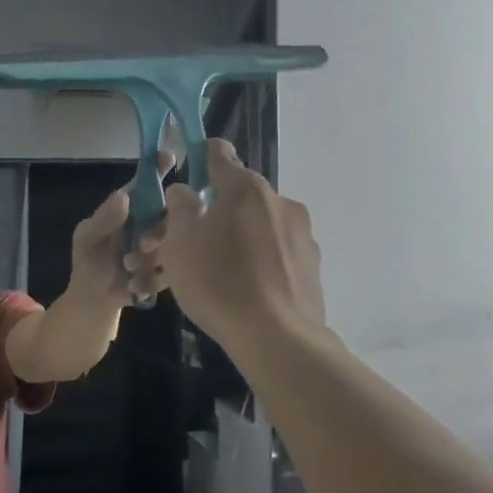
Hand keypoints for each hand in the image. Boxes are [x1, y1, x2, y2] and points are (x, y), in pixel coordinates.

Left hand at [69, 149, 177, 305]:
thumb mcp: (87, 238)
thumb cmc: (88, 261)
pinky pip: (174, 269)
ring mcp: (163, 245)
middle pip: (171, 212)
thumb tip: (124, 197)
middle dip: (159, 229)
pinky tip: (133, 284)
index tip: (169, 157)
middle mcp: (151, 222)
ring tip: (128, 268)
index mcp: (132, 207)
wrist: (94, 299)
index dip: (158, 168)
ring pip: (176, 241)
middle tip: (143, 244)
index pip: (147, 182)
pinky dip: (152, 277)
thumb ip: (103, 219)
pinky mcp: (169, 269)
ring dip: (152, 257)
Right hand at [158, 139, 325, 345]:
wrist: (278, 337)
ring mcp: (302, 234)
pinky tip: (248, 288)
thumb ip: (180, 209)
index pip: (220, 155)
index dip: (201, 157)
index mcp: (246, 189)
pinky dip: (262, 260)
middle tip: (195, 239)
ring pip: (262, 225)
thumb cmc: (219, 283)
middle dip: (219, 210)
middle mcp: (280, 201)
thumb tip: (185, 191)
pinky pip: (278, 252)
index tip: (191, 169)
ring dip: (242, 236)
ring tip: (222, 271)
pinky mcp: (313, 265)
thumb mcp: (180, 245)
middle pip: (242, 195)